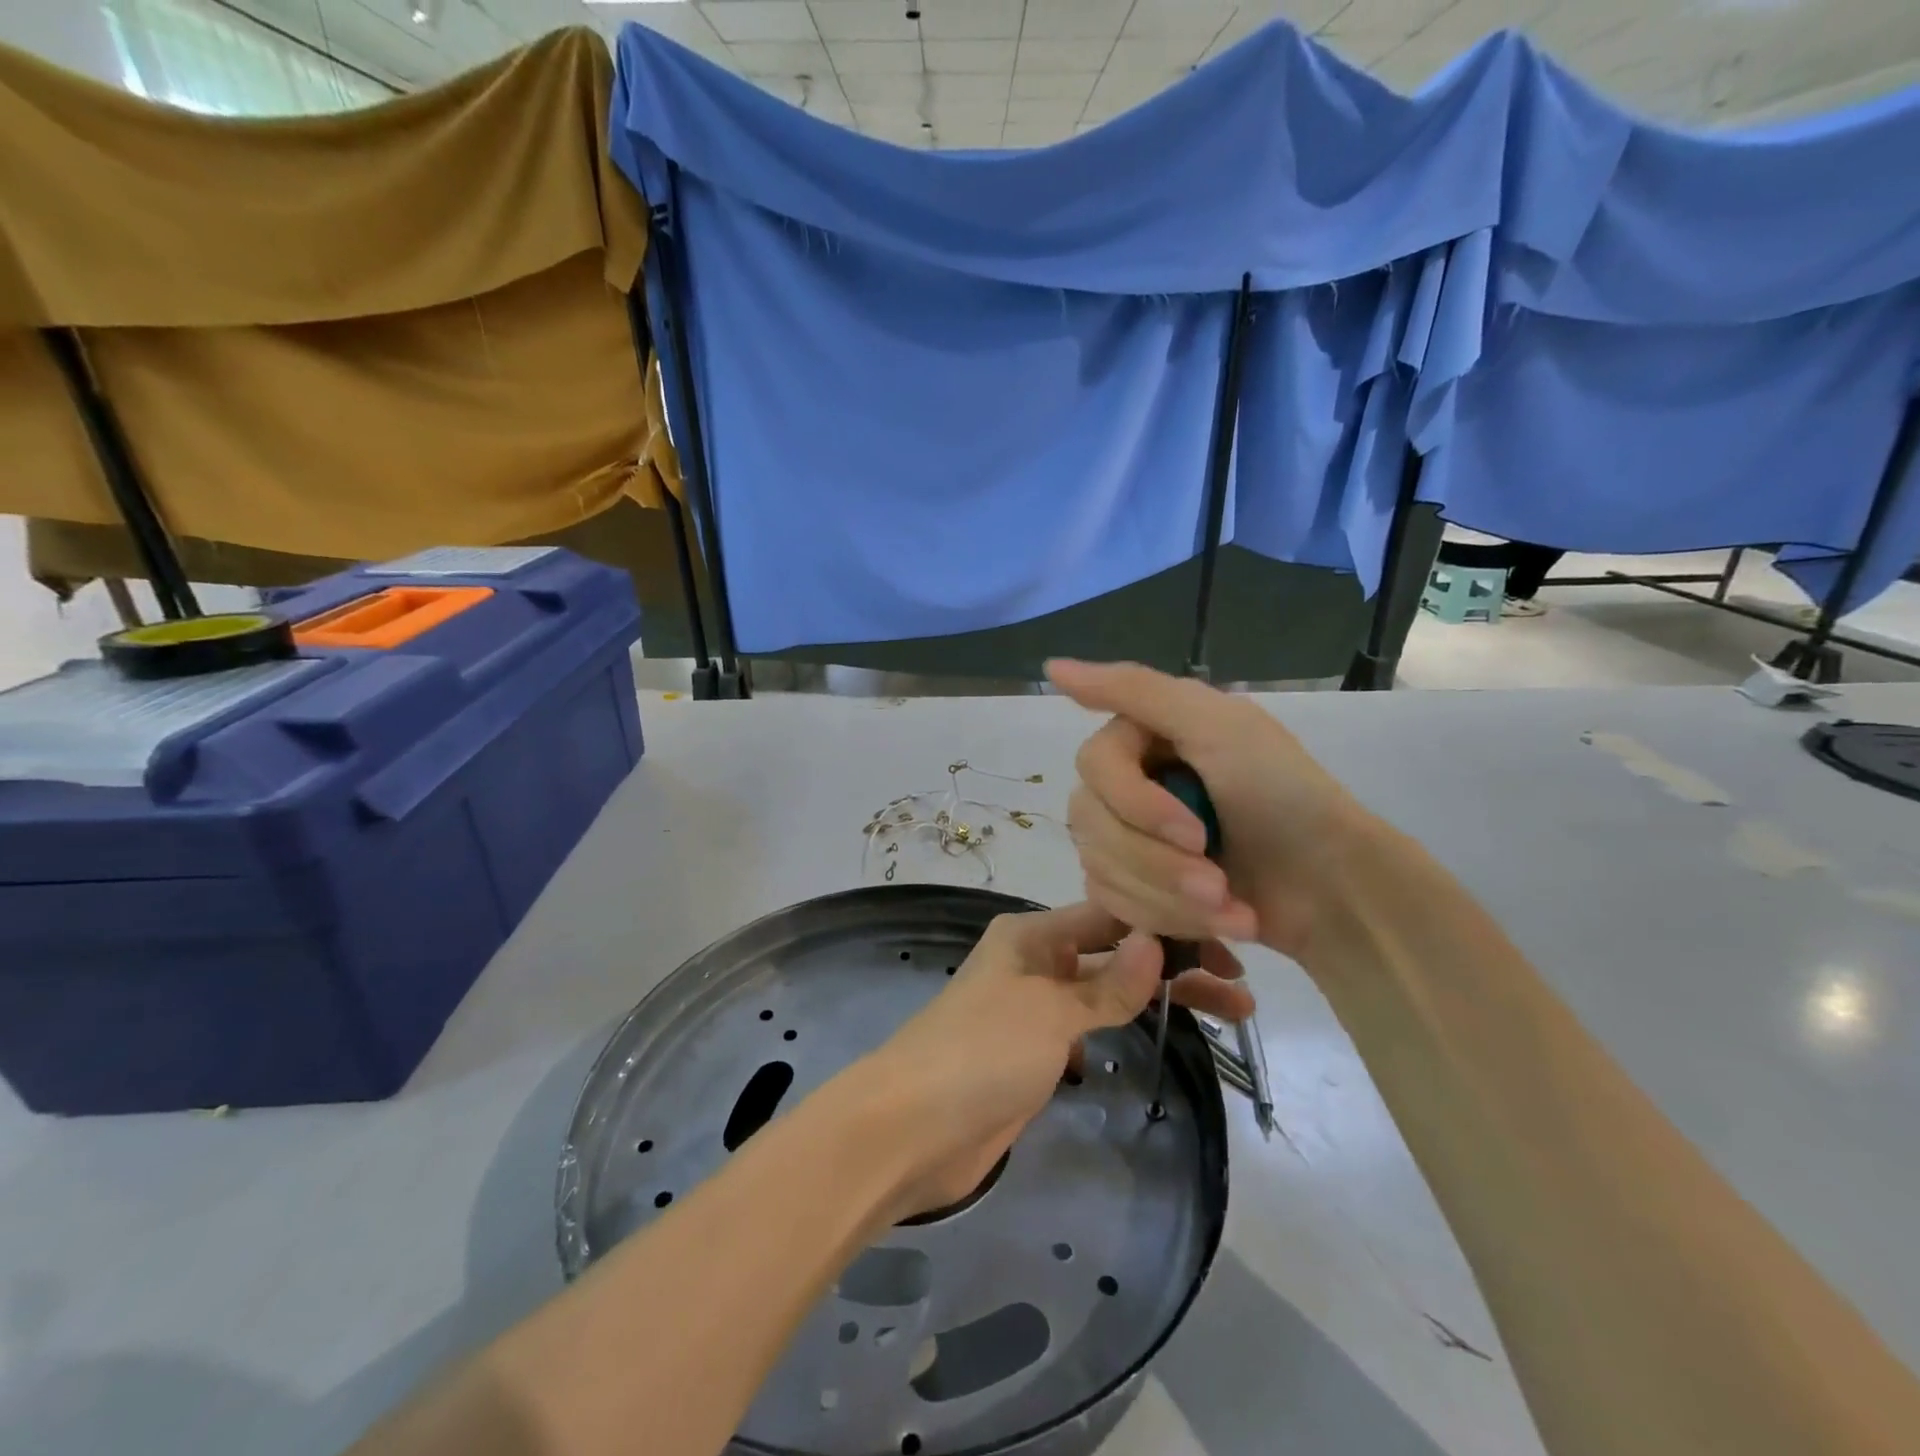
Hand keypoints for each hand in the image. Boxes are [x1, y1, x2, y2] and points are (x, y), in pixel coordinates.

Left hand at [860, 902, 1249, 1220]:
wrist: (912, 1129)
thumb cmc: (981, 1052)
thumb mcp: (1050, 1011)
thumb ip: (1107, 984)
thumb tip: (1156, 942)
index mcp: (1032, 935)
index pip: (1112, 915)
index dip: (1166, 924)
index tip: (1226, 939)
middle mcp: (1035, 960)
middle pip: (1116, 952)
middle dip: (1174, 963)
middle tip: (1241, 985)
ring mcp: (1035, 1008)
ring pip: (1108, 991)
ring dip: (1158, 995)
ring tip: (1227, 1011)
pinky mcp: (1035, 1053)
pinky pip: (1090, 1027)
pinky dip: (1125, 1025)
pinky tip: (1166, 1030)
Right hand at [1047, 659, 1364, 960]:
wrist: (1334, 892)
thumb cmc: (1284, 799)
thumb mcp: (1218, 725)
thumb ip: (1133, 689)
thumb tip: (1049, 663)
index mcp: (1145, 736)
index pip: (1093, 765)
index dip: (1136, 805)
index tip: (1196, 833)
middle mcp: (1129, 782)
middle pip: (1090, 822)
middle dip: (1157, 863)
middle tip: (1218, 884)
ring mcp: (1130, 837)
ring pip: (1099, 867)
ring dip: (1169, 897)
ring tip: (1232, 908)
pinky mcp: (1138, 886)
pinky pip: (1113, 902)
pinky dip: (1169, 918)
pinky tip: (1220, 921)